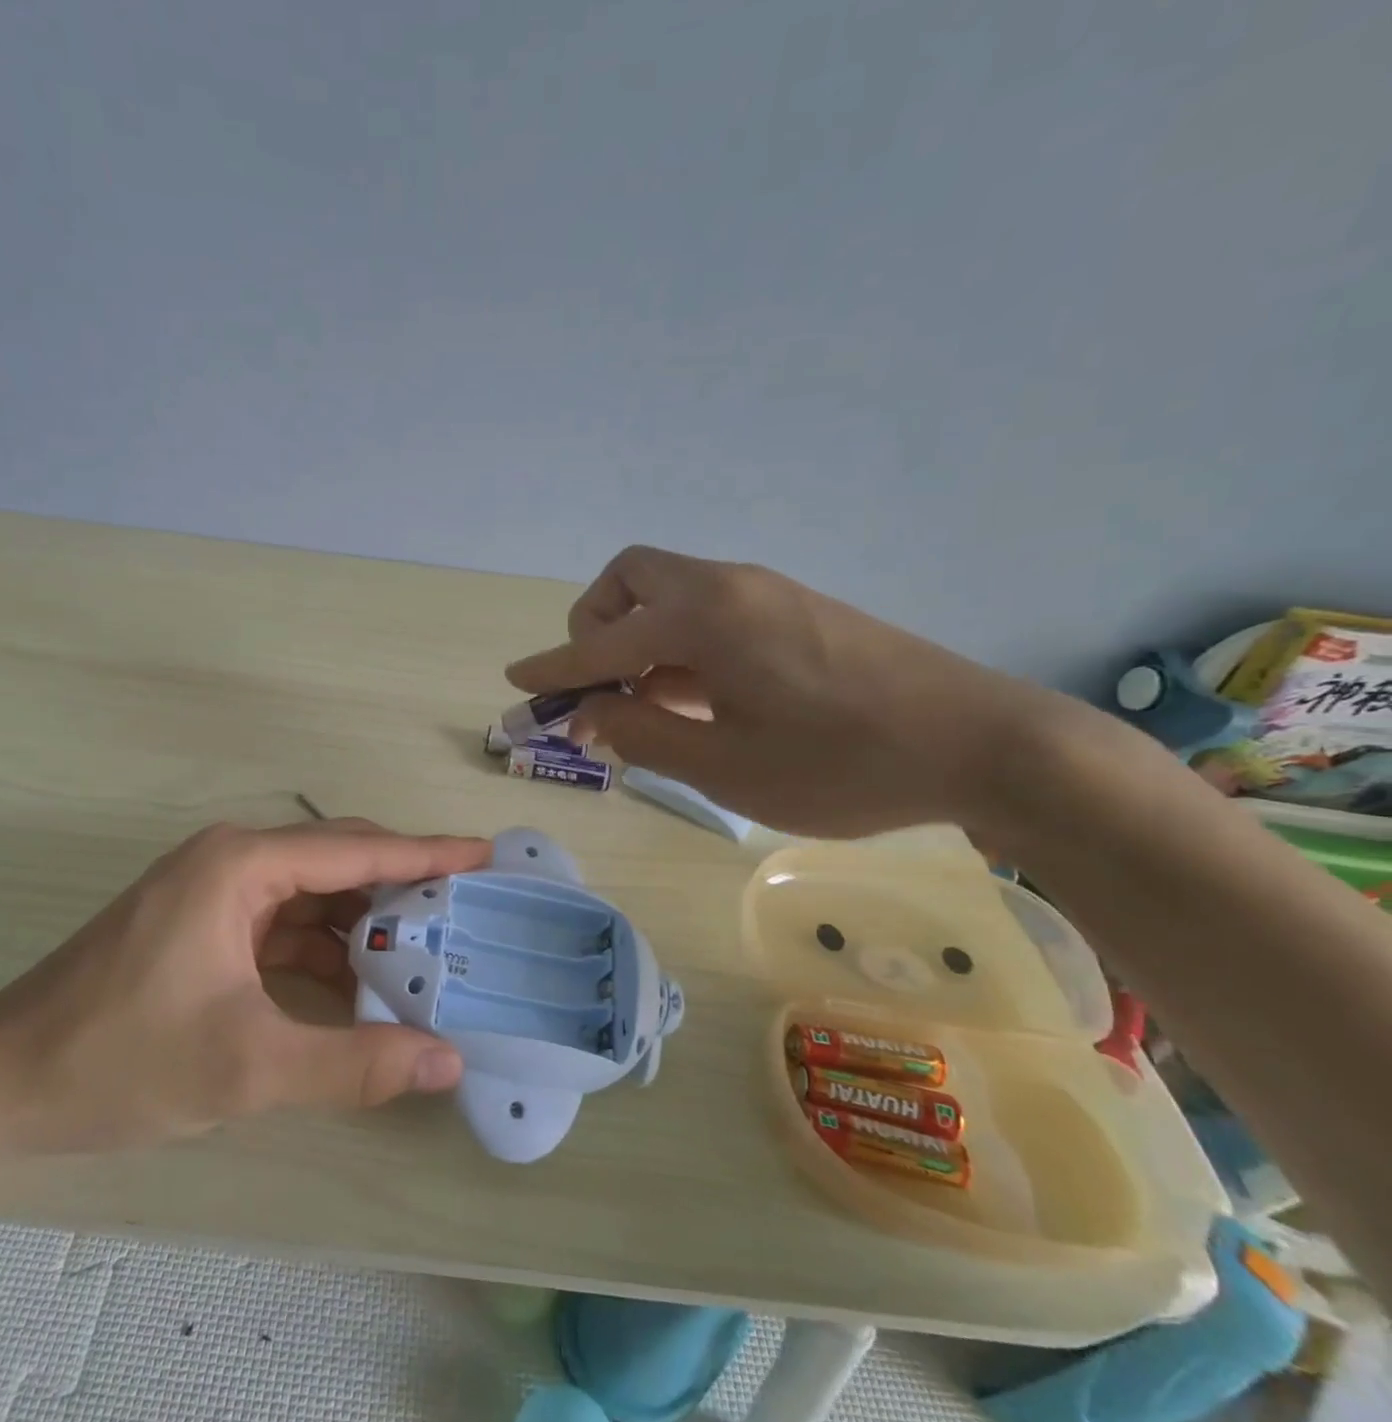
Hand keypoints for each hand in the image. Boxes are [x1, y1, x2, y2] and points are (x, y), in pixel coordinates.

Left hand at [0, 820, 490, 1153]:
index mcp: (241, 864)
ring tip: (427, 951)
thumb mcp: (247, 1066)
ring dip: (363, 924)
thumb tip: (448, 1061)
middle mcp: (231, 861)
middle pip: (337, 862)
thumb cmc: (119, 1059)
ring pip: (311, 896)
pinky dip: (324, 951)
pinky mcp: (202, 928)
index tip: (486, 853)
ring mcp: (213, 894)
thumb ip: (354, 1064)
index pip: (356, 848)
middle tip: (468, 911)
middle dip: (402, 886)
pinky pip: (282, 926)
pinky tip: (359, 985)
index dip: (427, 851)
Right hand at [506, 546, 1057, 838]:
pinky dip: (678, 643)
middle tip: (599, 689)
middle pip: (629, 580)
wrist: (982, 743)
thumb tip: (585, 714)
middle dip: (595, 628)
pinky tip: (697, 697)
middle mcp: (728, 587)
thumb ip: (642, 733)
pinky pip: (708, 610)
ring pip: (670, 593)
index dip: (554, 667)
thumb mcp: (725, 766)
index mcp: (704, 618)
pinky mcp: (794, 610)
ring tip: (647, 706)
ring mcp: (766, 593)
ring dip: (638, 638)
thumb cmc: (841, 764)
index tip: (516, 682)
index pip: (602, 641)